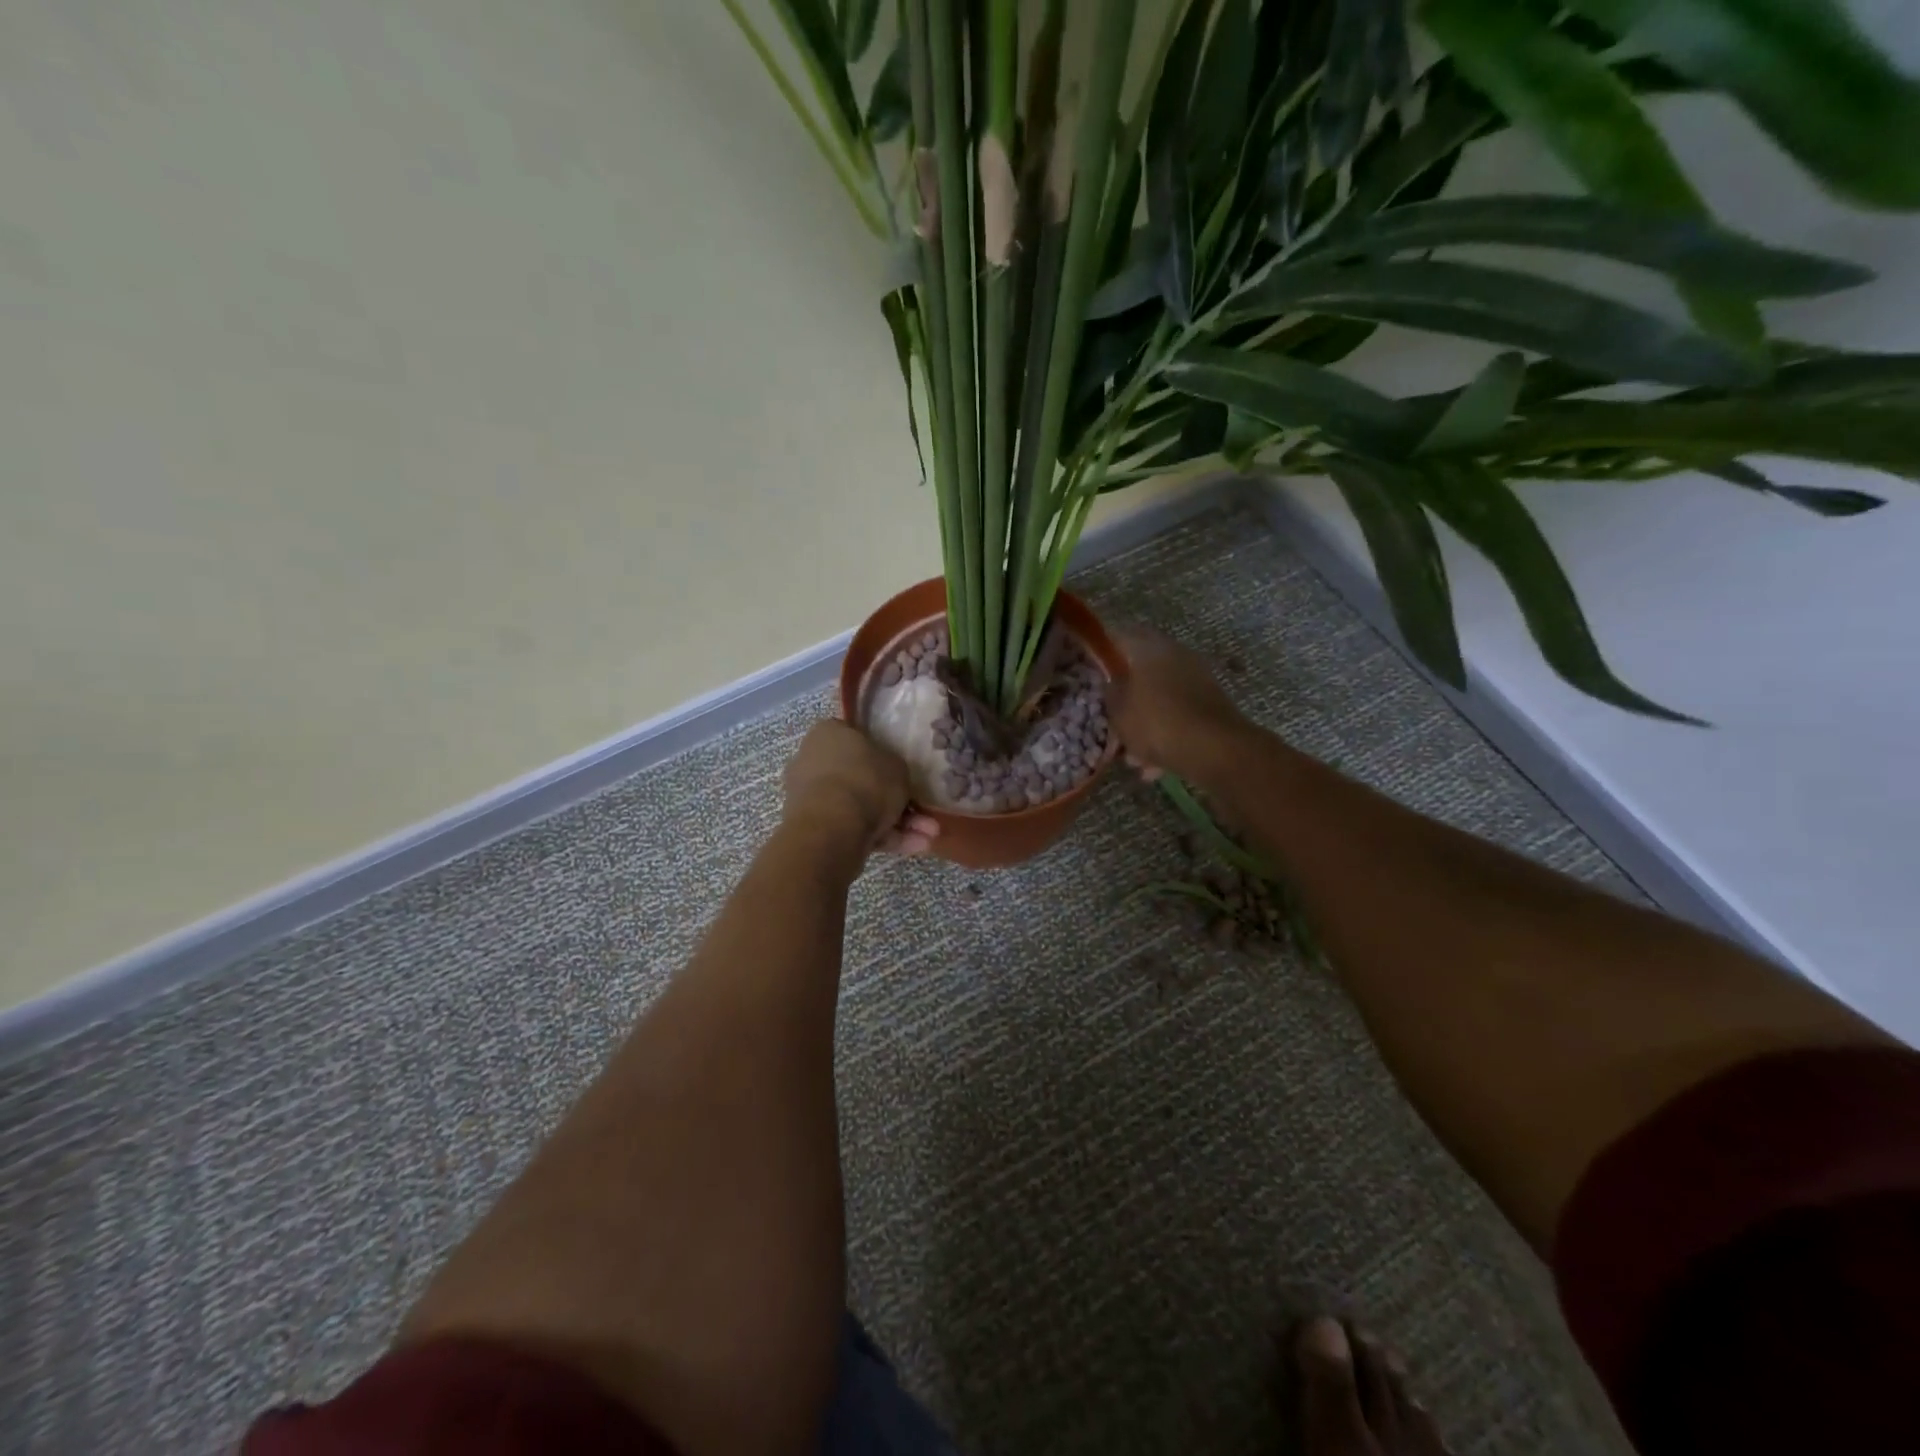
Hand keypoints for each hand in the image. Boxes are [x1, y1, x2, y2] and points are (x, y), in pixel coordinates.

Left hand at [782, 720, 940, 855]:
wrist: (833, 827)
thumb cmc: (866, 780)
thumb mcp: (898, 766)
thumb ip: (895, 768)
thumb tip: (891, 775)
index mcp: (828, 734)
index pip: (855, 737)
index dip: (881, 754)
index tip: (900, 771)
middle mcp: (813, 762)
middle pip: (860, 779)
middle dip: (895, 800)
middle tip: (923, 813)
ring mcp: (811, 798)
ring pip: (861, 808)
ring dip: (897, 824)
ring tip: (927, 838)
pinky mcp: (815, 829)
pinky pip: (854, 829)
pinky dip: (883, 838)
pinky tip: (914, 847)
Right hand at [1107, 626, 1245, 780]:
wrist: (1214, 749)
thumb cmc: (1156, 722)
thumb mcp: (1118, 710)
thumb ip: (1110, 691)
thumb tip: (1111, 681)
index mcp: (1149, 647)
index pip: (1118, 635)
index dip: (1100, 651)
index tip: (1087, 667)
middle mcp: (1175, 654)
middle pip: (1141, 669)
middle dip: (1124, 694)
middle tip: (1109, 714)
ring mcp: (1197, 678)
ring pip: (1159, 697)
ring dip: (1144, 721)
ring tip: (1131, 755)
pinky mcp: (1210, 704)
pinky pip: (1177, 715)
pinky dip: (1164, 734)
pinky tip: (1154, 766)